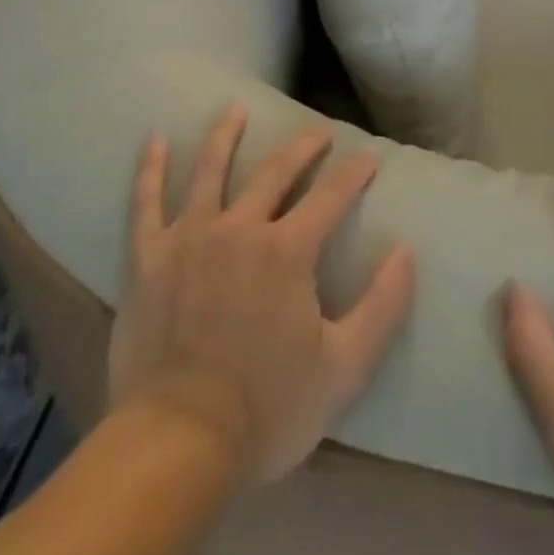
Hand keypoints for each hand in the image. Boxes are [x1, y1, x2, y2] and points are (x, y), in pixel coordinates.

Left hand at [107, 105, 416, 483]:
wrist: (177, 444)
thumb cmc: (268, 408)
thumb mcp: (344, 367)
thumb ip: (383, 306)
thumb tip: (407, 251)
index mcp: (288, 250)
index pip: (331, 196)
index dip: (355, 173)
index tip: (369, 157)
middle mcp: (240, 228)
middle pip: (276, 172)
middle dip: (303, 147)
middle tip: (319, 131)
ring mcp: (190, 238)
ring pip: (210, 171)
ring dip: (226, 136)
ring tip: (236, 110)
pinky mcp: (148, 259)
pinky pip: (146, 204)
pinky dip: (149, 170)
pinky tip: (154, 140)